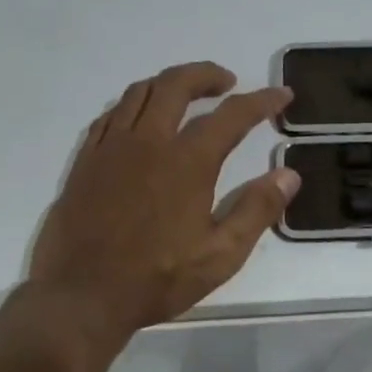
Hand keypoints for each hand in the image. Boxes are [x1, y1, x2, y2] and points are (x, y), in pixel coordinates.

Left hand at [25, 62, 298, 341]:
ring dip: (169, 83)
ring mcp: (111, 148)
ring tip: (187, 94)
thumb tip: (289, 174)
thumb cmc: (157, 279)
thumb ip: (257, 210)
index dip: (261, 101)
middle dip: (207, 74)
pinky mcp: (85, 161)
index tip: (281, 95)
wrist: (82, 296)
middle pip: (176, 85)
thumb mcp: (221, 255)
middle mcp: (147, 142)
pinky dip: (133, 104)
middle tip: (227, 82)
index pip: (231, 115)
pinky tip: (140, 119)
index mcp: (187, 163)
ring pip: (139, 92)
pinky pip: (110, 115)